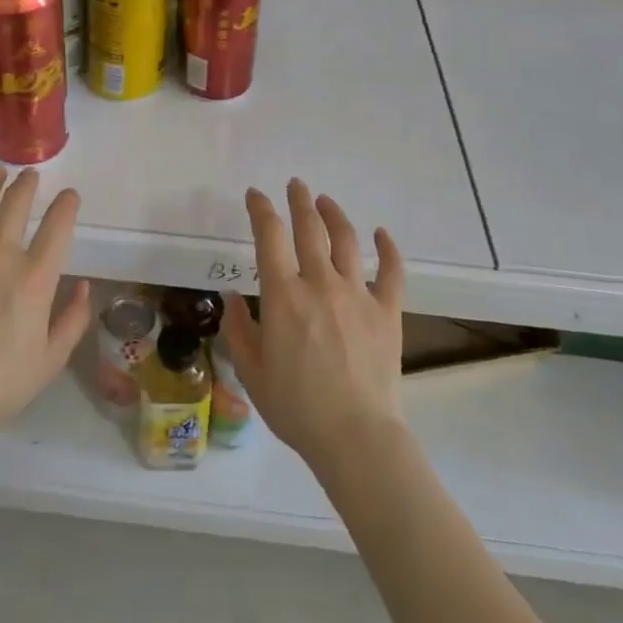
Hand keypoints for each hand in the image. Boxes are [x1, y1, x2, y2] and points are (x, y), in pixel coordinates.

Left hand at [0, 167, 91, 441]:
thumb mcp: (51, 360)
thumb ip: (73, 320)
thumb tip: (83, 286)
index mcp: (35, 278)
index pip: (58, 227)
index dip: (67, 205)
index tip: (70, 196)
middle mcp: (0, 255)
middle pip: (16, 205)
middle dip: (27, 185)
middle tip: (30, 175)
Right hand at [219, 179, 406, 477]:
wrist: (356, 437)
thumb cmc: (296, 408)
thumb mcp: (252, 372)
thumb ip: (238, 330)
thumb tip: (231, 298)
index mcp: (283, 296)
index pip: (269, 236)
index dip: (261, 209)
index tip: (256, 195)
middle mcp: (320, 284)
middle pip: (309, 228)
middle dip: (300, 201)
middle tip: (295, 184)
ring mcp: (357, 294)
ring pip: (346, 240)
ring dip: (334, 214)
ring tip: (325, 201)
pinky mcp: (387, 311)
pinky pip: (391, 271)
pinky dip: (387, 249)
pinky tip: (381, 234)